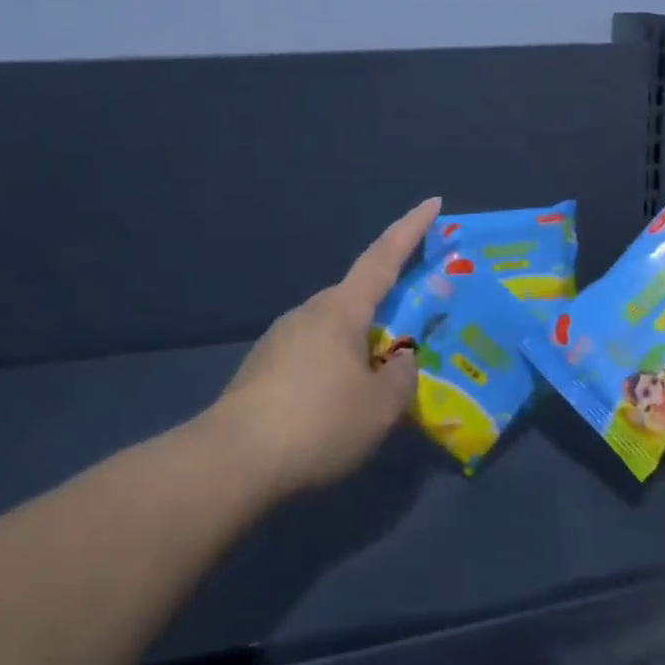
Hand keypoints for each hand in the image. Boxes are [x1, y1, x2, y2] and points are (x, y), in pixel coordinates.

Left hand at [206, 198, 440, 500]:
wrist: (231, 462)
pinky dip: (338, 367)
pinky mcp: (264, 369)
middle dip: (389, 305)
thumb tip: (400, 361)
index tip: (433, 202)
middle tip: (417, 326)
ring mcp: (281, 339)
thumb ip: (402, 376)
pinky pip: (315, 356)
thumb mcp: (380, 406)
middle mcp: (309, 313)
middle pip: (359, 297)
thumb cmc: (318, 422)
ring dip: (362, 344)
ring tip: (382, 380)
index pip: (384, 257)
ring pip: (336, 331)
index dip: (412, 229)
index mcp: (341, 309)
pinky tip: (342, 403)